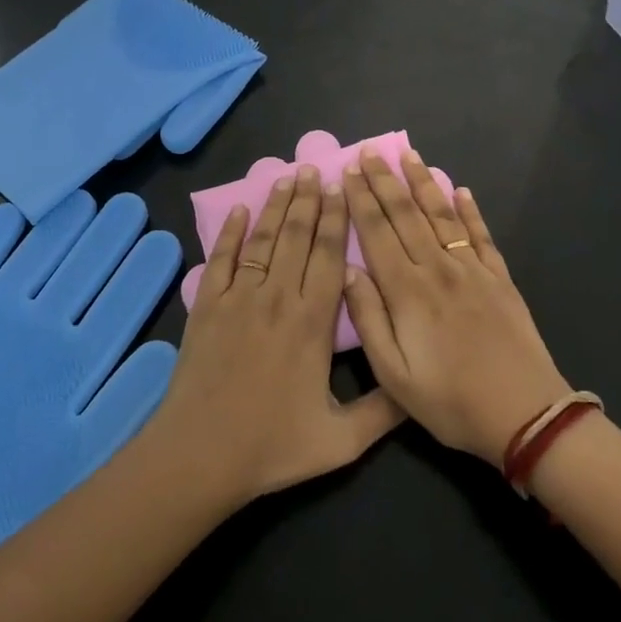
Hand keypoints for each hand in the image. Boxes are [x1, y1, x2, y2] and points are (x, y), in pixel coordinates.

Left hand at [146, 165, 404, 508]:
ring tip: (286, 176)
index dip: (336, 220)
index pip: (329, 256)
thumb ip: (383, 412)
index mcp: (313, 322)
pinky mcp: (207, 305)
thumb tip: (418, 388)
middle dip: (307, 200)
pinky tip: (240, 209)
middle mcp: (278, 297)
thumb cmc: (272, 446)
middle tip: (314, 168)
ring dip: (275, 206)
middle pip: (296, 236)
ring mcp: (239, 297)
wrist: (201, 453)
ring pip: (263, 240)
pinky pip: (221, 258)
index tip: (341, 189)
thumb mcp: (340, 441)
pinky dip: (231, 232)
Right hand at [341, 150, 570, 466]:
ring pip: (441, 215)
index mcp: (407, 291)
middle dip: (385, 180)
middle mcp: (437, 269)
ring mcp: (472, 270)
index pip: (377, 232)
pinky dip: (470, 210)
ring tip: (408, 154)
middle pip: (406, 214)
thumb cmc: (452, 401)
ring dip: (423, 182)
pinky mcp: (499, 278)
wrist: (527, 415)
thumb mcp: (395, 376)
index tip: (350, 170)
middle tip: (370, 151)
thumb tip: (349, 270)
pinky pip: (480, 235)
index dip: (361, 199)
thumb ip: (368, 320)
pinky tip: (460, 190)